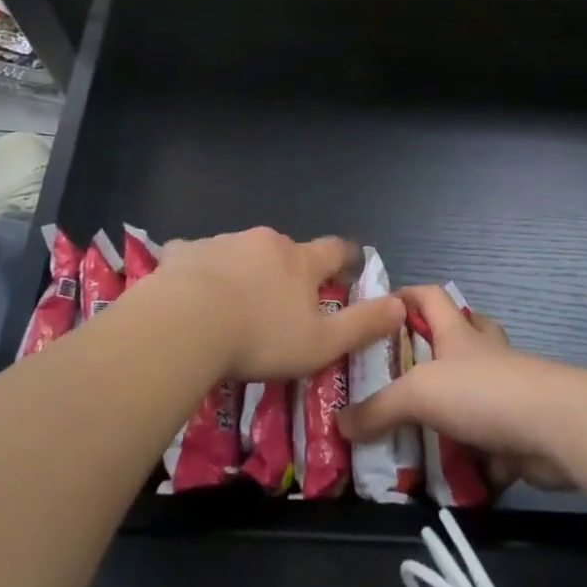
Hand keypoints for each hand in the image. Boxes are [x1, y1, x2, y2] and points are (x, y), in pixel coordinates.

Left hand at [153, 228, 404, 381]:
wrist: (185, 324)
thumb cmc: (260, 337)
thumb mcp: (321, 343)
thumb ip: (362, 325)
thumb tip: (401, 305)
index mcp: (300, 262)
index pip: (334, 249)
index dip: (345, 258)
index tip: (349, 266)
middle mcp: (266, 242)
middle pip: (286, 250)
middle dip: (289, 270)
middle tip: (283, 301)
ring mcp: (224, 242)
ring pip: (243, 253)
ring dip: (245, 271)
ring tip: (233, 304)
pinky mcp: (186, 253)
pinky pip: (198, 257)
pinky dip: (201, 270)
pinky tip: (190, 293)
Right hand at [338, 284, 576, 491]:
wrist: (554, 429)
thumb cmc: (483, 392)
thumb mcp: (419, 394)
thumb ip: (378, 409)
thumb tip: (340, 423)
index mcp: (458, 334)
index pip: (430, 297)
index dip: (406, 295)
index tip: (379, 308)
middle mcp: (484, 355)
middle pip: (462, 335)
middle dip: (435, 348)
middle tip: (400, 373)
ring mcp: (506, 392)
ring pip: (476, 391)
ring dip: (453, 407)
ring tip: (417, 428)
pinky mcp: (519, 431)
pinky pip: (490, 441)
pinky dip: (473, 457)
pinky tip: (449, 476)